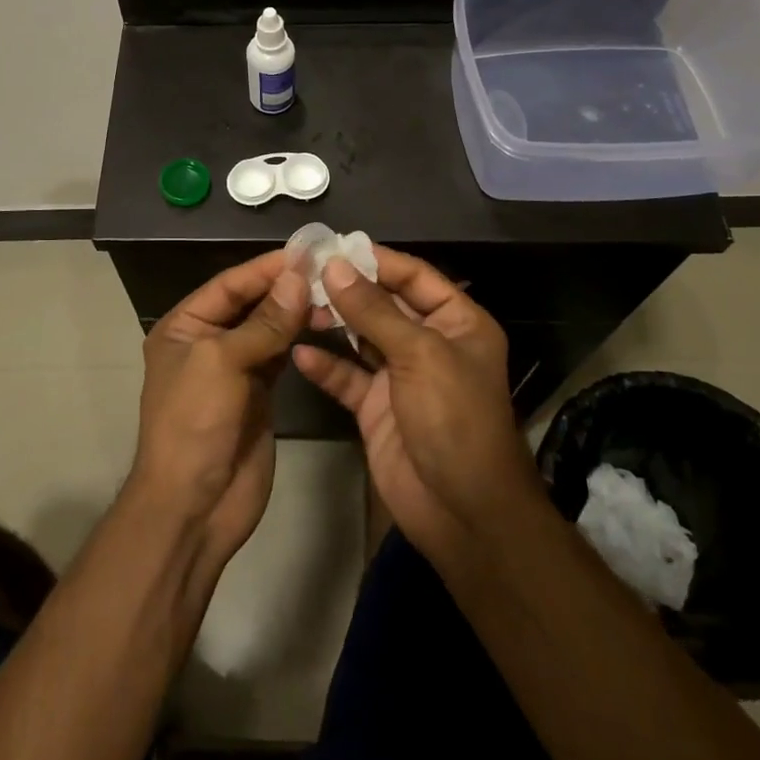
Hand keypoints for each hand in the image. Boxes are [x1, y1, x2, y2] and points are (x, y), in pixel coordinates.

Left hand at [132, 251, 309, 571]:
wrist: (194, 506)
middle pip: (251, 303)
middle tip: (330, 270)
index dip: (266, 268)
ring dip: (297, 312)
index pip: (230, 285)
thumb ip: (264, 322)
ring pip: (270, 328)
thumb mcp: (223, 363)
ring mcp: (235, 368)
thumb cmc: (195, 423)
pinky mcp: (259, 393)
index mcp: (184, 326)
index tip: (307, 251)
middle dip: (286, 287)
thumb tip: (299, 277)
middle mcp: (208, 341)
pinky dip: (300, 338)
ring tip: (334, 294)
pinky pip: (282, 355)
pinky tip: (324, 323)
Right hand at [292, 247, 538, 562]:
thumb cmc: (455, 419)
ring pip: (361, 337)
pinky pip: (347, 377)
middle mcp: (429, 342)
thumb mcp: (419, 355)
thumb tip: (333, 266)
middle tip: (302, 273)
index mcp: (457, 322)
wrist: (463, 513)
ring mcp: (401, 376)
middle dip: (346, 289)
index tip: (332, 246)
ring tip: (295, 305)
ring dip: (331, 322)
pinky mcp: (376, 407)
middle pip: (383, 303)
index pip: (414, 276)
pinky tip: (299, 353)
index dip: (376, 260)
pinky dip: (325, 365)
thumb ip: (373, 310)